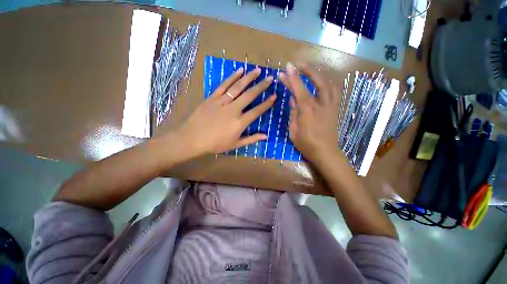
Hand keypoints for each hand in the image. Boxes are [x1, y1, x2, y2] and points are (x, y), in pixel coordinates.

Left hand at [173, 67, 275, 157]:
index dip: (267, 104)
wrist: (192, 138)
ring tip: (257, 70)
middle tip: (270, 78)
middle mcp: (233, 109)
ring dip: (249, 78)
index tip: (274, 96)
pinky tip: (239, 71)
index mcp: (240, 122)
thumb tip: (265, 136)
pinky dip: (232, 77)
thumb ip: (251, 139)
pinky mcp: (213, 97)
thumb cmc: (215, 144)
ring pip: (238, 87)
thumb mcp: (235, 144)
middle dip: (261, 86)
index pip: (257, 111)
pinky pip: (224, 85)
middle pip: (250, 95)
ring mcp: (222, 102)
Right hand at [279, 63, 339, 162]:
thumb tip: (293, 100)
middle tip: (298, 66)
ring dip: (319, 75)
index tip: (287, 67)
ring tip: (311, 72)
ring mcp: (331, 106)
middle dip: (307, 71)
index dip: (293, 77)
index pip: (300, 90)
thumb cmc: (307, 144)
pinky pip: (335, 92)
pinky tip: (323, 83)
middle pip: (317, 82)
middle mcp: (321, 105)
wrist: (326, 152)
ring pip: (329, 84)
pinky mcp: (336, 109)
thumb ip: (293, 114)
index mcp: (308, 111)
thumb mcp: (293, 131)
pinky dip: (329, 84)